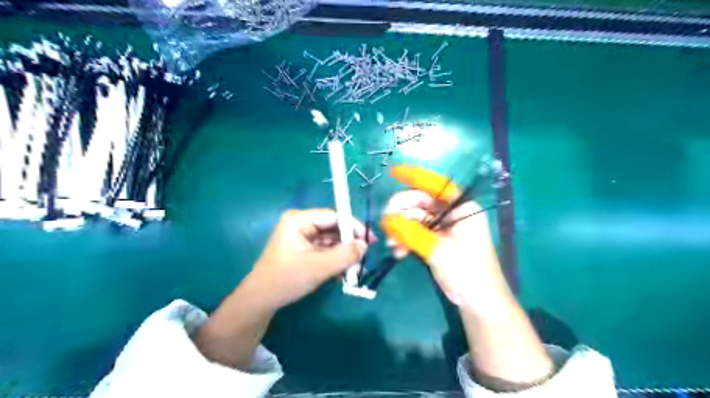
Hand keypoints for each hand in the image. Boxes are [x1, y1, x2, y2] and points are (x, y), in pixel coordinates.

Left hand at [246, 209, 372, 309]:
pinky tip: (344, 273)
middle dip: (349, 244)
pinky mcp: (304, 250)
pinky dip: (336, 260)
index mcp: (299, 220)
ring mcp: (302, 237)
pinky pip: (325, 250)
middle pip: (333, 228)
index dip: (353, 227)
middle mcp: (301, 224)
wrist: (261, 301)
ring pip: (331, 241)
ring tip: (355, 270)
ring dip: (344, 254)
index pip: (333, 216)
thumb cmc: (286, 279)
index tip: (370, 240)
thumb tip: (365, 246)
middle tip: (364, 258)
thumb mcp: (318, 267)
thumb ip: (344, 255)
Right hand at [383, 165, 510, 313]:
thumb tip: (387, 220)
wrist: (479, 304)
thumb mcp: (438, 251)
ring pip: (415, 218)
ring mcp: (444, 228)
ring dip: (400, 229)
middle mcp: (453, 214)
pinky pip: (416, 232)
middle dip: (401, 212)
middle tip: (385, 224)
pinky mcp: (437, 240)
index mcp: (462, 208)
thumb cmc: (467, 274)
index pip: (437, 185)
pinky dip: (405, 239)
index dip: (415, 177)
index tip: (393, 173)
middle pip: (421, 202)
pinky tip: (398, 252)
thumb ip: (411, 233)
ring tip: (392, 245)